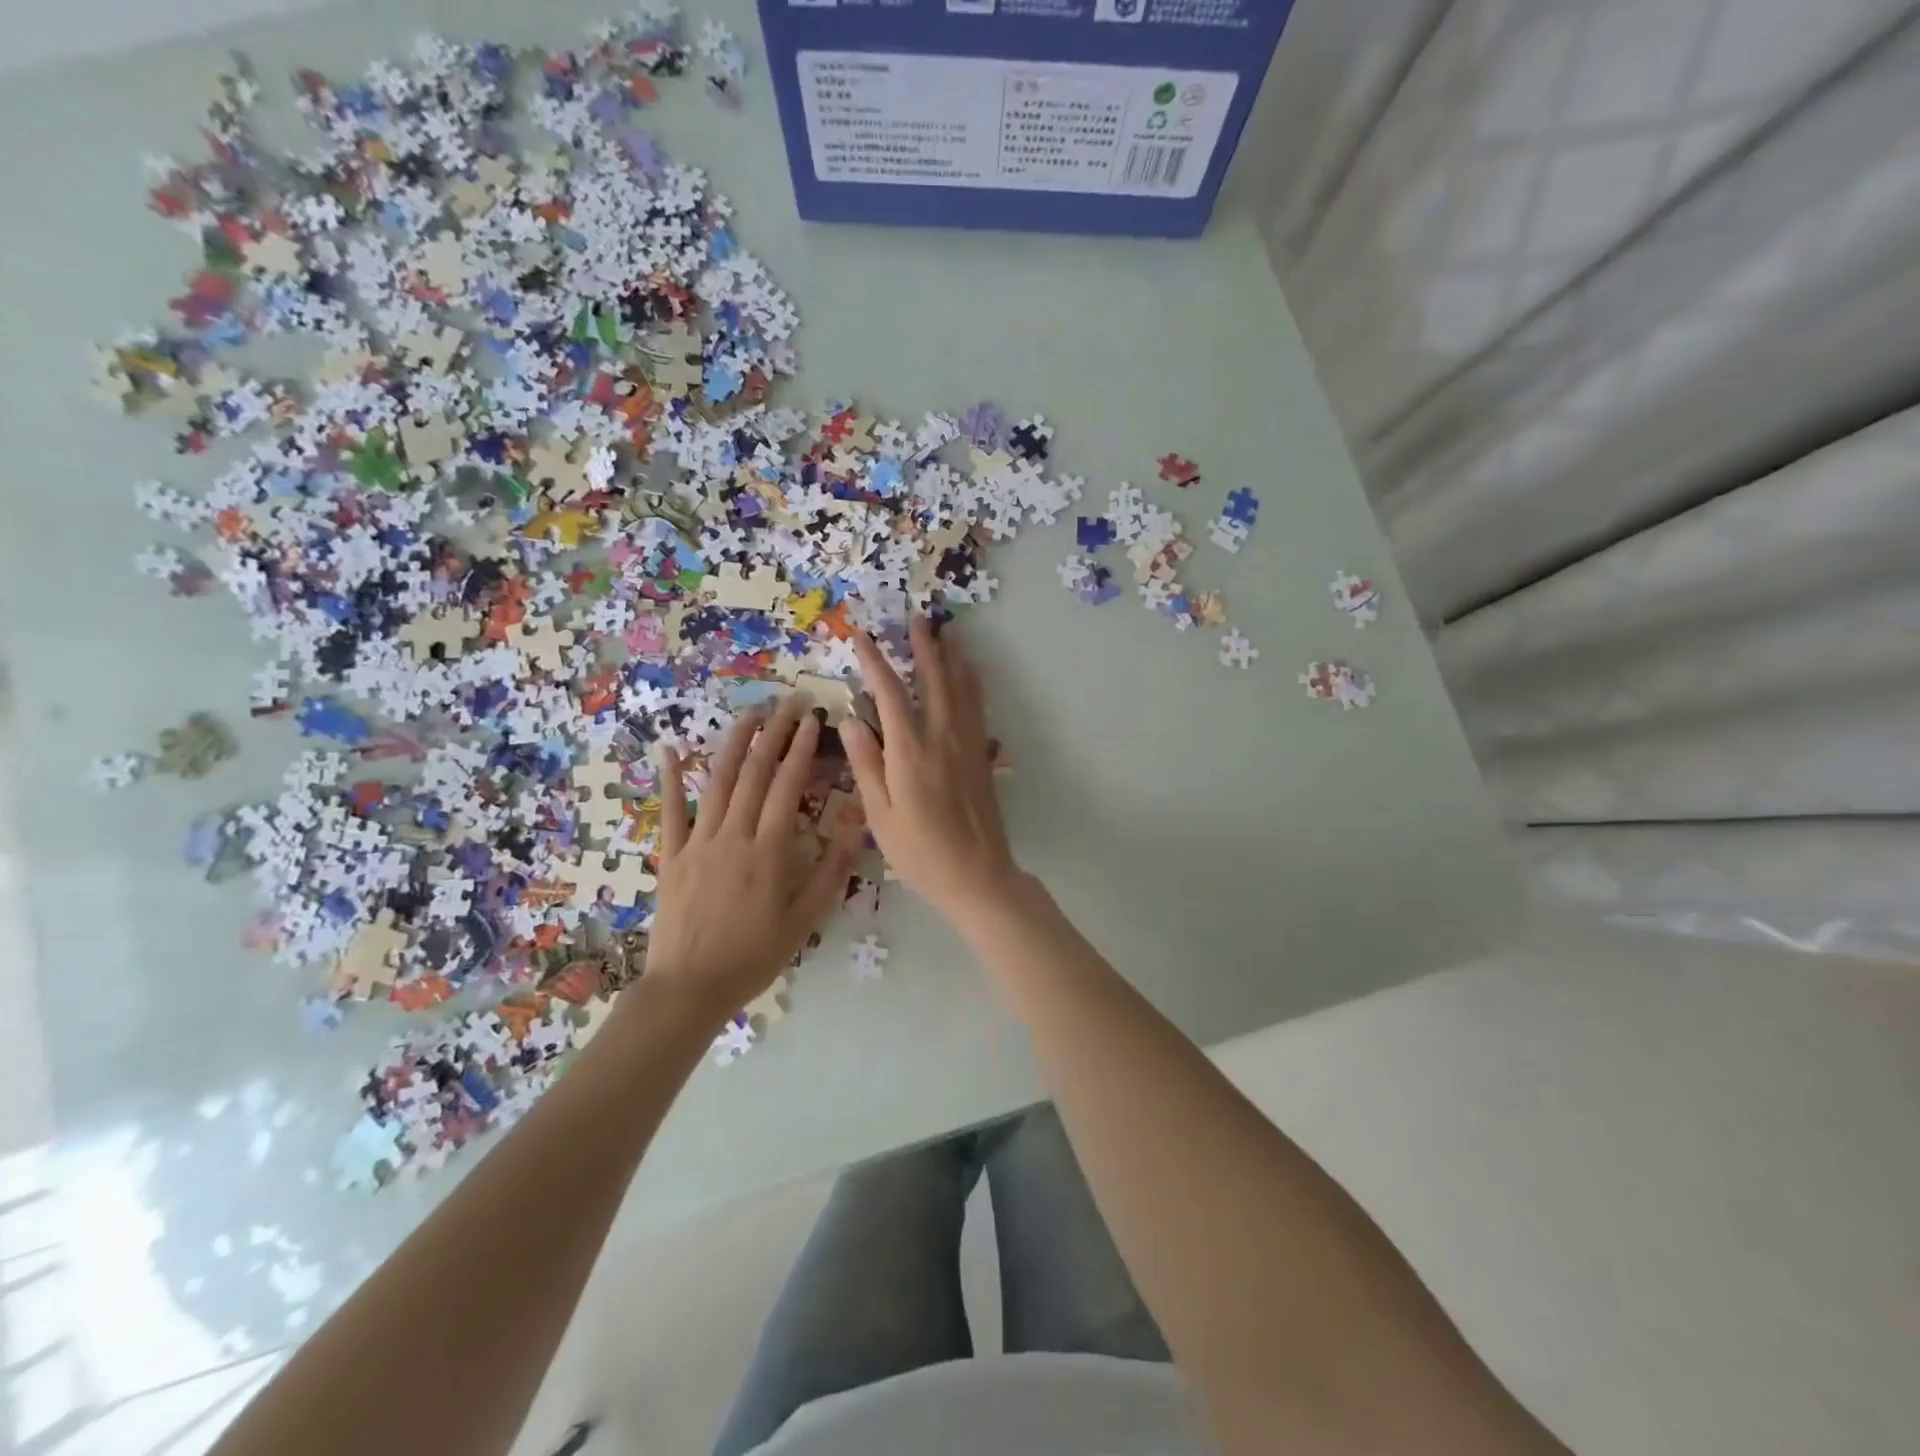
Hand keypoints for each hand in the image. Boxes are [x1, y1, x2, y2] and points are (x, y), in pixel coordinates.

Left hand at [649, 698, 859, 1015]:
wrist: (690, 987)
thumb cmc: (754, 955)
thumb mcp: (805, 918)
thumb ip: (832, 869)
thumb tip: (857, 824)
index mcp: (769, 851)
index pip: (787, 787)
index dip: (801, 750)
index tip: (814, 720)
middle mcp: (733, 835)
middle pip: (754, 774)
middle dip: (775, 733)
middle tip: (790, 701)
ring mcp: (697, 842)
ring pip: (717, 782)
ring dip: (734, 743)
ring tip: (751, 714)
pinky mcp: (671, 855)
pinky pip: (670, 811)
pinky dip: (671, 778)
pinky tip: (671, 749)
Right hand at [842, 619, 1018, 926]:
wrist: (978, 875)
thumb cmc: (920, 852)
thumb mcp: (879, 815)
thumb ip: (866, 763)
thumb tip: (849, 719)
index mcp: (910, 752)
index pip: (890, 695)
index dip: (875, 663)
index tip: (862, 636)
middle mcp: (942, 738)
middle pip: (933, 681)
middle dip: (923, 647)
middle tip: (916, 618)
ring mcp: (967, 745)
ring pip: (961, 689)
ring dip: (951, 657)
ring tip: (946, 632)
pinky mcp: (982, 756)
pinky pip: (977, 707)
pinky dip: (971, 683)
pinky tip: (969, 674)